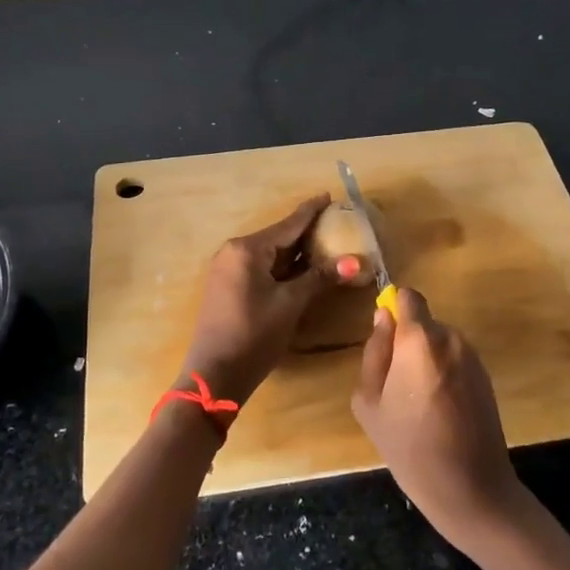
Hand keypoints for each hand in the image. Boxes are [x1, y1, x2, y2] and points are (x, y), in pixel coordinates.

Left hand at [177, 195, 334, 405]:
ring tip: (326, 244)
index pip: (288, 224)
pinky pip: (261, 267)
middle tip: (336, 224)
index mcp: (247, 249)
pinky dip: (283, 267)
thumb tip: (355, 262)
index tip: (329, 196)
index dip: (311, 211)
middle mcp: (234, 252)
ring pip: (270, 254)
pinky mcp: (229, 287)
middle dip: (307, 232)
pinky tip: (303, 270)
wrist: (215, 374)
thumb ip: (320, 278)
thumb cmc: (254, 334)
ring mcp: (228, 270)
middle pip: (278, 237)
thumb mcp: (290, 304)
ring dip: (297, 253)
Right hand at [350, 287, 523, 547]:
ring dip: (426, 360)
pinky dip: (444, 374)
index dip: (394, 309)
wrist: (471, 488)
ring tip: (417, 404)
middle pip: (423, 323)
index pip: (409, 297)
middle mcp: (451, 338)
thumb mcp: (370, 402)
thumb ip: (375, 352)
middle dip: (408, 342)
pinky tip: (439, 411)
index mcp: (420, 340)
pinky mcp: (486, 377)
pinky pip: (455, 361)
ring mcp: (473, 357)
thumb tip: (383, 318)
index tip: (385, 338)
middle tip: (395, 385)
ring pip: (439, 343)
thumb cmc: (410, 447)